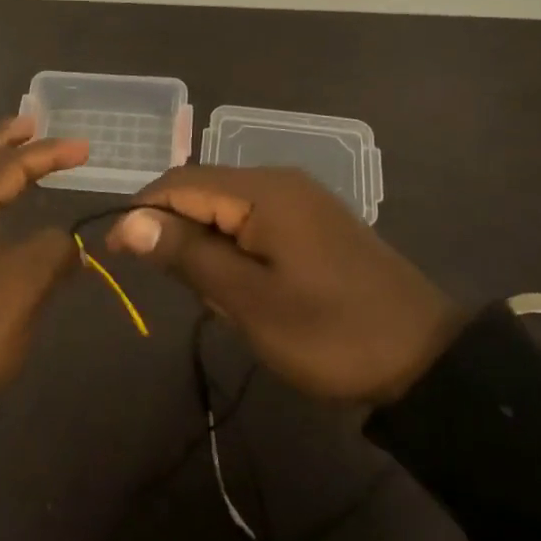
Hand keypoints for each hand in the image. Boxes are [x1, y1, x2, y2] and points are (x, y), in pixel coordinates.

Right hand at [107, 167, 465, 404]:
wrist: (425, 360)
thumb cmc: (330, 333)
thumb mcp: (249, 301)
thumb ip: (187, 254)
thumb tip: (129, 219)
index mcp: (262, 191)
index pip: (179, 183)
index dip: (140, 212)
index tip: (114, 256)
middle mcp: (278, 180)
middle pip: (202, 191)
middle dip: (179, 235)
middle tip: (187, 293)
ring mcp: (299, 200)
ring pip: (226, 210)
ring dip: (208, 248)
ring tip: (222, 301)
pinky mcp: (312, 222)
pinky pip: (254, 223)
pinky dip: (235, 252)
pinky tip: (247, 290)